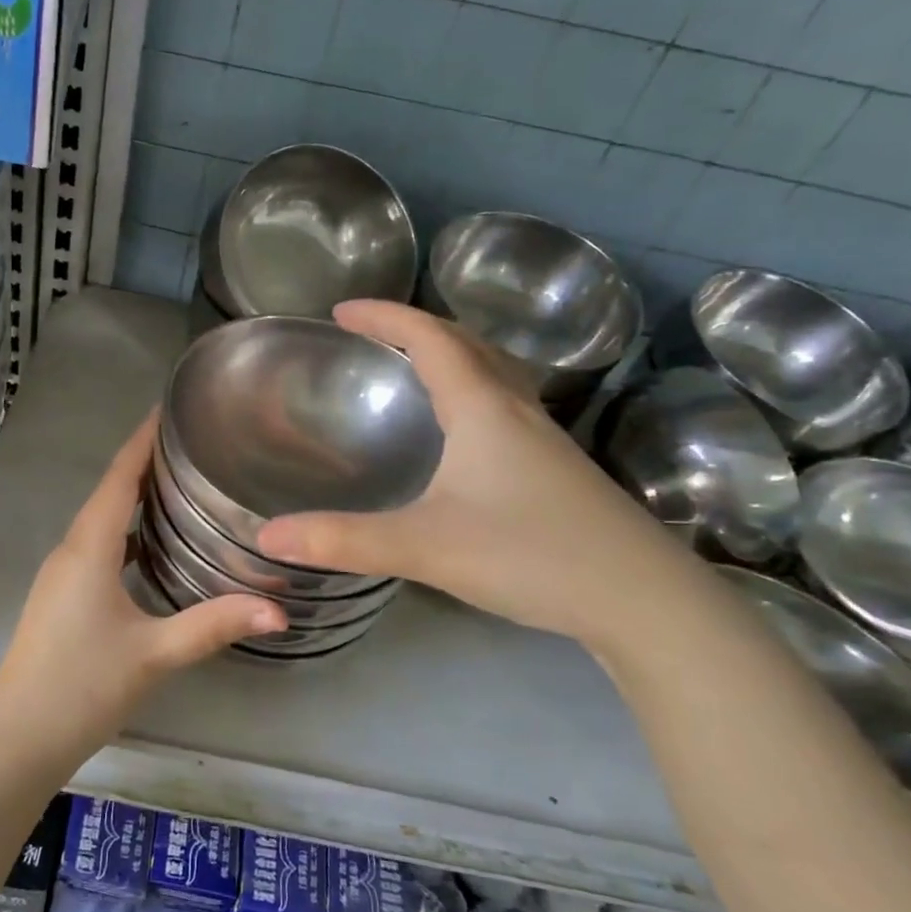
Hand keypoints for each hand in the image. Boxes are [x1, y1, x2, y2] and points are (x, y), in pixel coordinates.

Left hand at [0, 415, 285, 765]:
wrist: (18, 738)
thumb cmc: (82, 686)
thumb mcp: (154, 653)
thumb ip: (215, 626)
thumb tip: (279, 611)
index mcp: (89, 547)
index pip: (119, 476)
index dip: (143, 439)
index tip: (170, 407)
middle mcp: (71, 549)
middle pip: (110, 491)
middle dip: (146, 462)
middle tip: (194, 444)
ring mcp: (62, 574)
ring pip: (102, 520)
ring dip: (135, 498)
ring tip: (182, 485)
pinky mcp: (62, 596)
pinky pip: (98, 546)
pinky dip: (126, 532)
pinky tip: (153, 546)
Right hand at [255, 301, 692, 647]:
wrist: (644, 600)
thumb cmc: (532, 555)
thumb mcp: (425, 547)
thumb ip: (343, 540)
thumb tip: (266, 537)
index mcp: (483, 407)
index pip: (428, 338)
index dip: (383, 317)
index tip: (341, 311)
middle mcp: (516, 410)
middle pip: (465, 343)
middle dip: (414, 328)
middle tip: (371, 335)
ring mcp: (544, 440)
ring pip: (492, 374)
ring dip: (449, 356)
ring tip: (412, 370)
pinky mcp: (557, 470)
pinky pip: (503, 407)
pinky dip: (470, 393)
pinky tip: (461, 435)